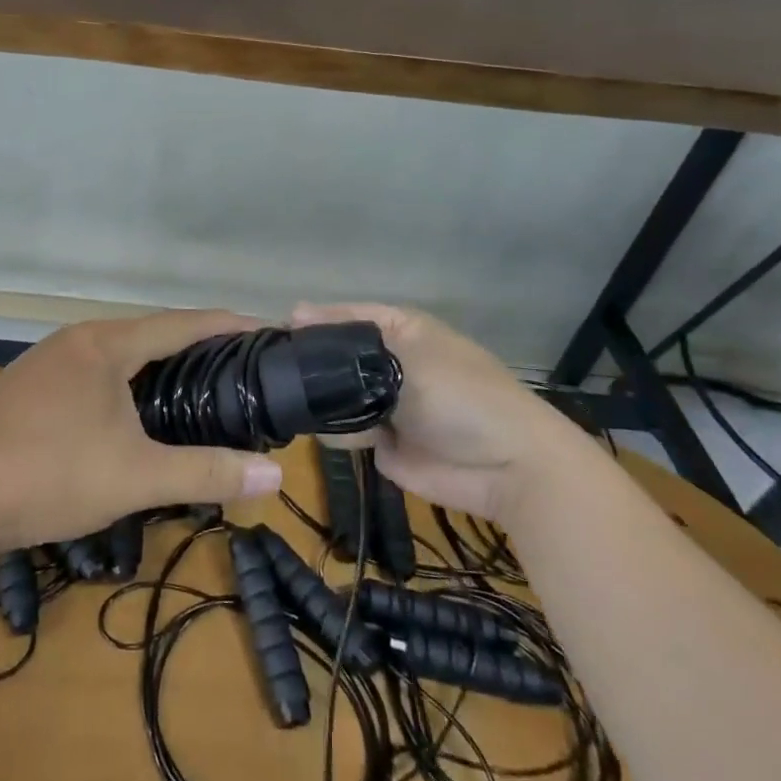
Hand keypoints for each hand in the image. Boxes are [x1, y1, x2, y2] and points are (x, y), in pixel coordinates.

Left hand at [0, 309, 287, 552]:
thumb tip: (275, 477)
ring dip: (153, 367)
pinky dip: (121, 384)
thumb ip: (206, 473)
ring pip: (115, 355)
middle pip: (148, 334)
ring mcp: (46, 362)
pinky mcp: (26, 388)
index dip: (224, 325)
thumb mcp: (136, 477)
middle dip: (192, 347)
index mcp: (106, 344)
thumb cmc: (49, 474)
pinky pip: (89, 373)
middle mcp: (77, 340)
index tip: (262, 328)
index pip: (180, 323)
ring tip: (190, 390)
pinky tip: (126, 415)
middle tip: (235, 369)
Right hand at [292, 302, 585, 521]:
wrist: (508, 468)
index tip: (276, 329)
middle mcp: (386, 362)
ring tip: (290, 396)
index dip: (313, 320)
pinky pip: (343, 429)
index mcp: (398, 330)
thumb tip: (295, 312)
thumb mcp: (408, 354)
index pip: (345, 315)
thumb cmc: (462, 395)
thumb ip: (348, 340)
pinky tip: (319, 425)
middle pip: (334, 355)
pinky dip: (335, 429)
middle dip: (309, 361)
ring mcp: (382, 403)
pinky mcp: (380, 441)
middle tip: (273, 366)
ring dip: (319, 397)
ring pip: (333, 393)